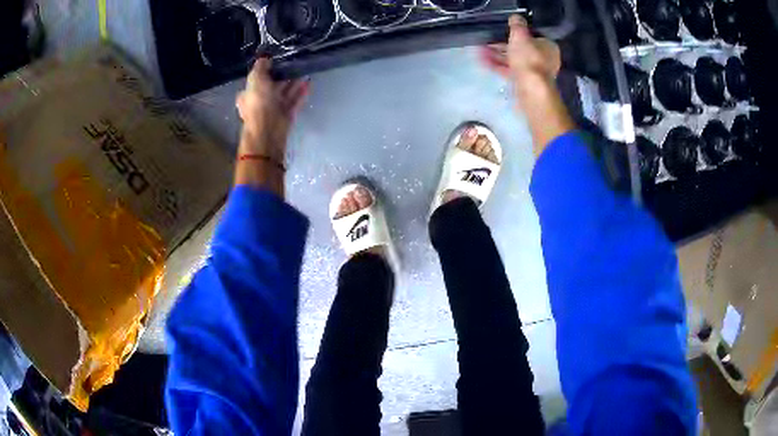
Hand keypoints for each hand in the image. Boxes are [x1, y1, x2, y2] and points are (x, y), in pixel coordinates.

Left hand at [236, 58, 309, 162]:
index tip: (276, 60)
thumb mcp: (255, 80)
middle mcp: (260, 102)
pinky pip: (295, 101)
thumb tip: (265, 59)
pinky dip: (301, 92)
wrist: (268, 131)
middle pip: (272, 85)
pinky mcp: (286, 115)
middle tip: (294, 62)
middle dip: (282, 75)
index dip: (265, 70)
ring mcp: (274, 109)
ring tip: (304, 69)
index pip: (256, 80)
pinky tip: (309, 82)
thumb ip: (260, 68)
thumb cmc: (258, 103)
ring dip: (294, 82)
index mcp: (248, 94)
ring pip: (285, 92)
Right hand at [479, 15, 560, 97]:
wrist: (531, 90)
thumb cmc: (529, 59)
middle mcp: (544, 59)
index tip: (502, 30)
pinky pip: (509, 71)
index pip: (532, 36)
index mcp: (548, 47)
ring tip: (480, 50)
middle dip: (502, 44)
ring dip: (497, 55)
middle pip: (521, 48)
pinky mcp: (524, 83)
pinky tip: (483, 61)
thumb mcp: (520, 36)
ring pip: (513, 60)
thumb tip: (516, 17)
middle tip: (487, 40)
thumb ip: (517, 25)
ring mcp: (534, 72)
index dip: (516, 32)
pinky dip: (498, 65)